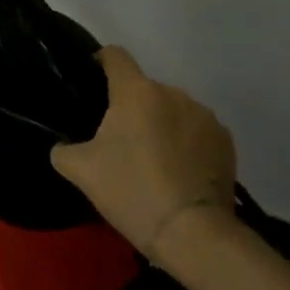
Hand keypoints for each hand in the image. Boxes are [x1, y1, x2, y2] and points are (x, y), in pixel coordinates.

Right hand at [50, 46, 237, 259]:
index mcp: (136, 92)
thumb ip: (63, 150)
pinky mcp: (225, 141)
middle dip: (133, 107)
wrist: (193, 233)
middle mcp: (172, 93)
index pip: (115, 56)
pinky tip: (181, 171)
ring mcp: (204, 115)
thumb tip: (63, 146)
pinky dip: (187, 142)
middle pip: (145, 89)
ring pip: (173, 109)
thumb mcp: (81, 172)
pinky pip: (197, 131)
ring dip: (162, 123)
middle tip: (121, 140)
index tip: (94, 78)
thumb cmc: (131, 191)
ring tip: (155, 159)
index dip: (101, 61)